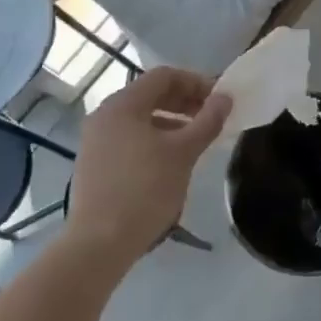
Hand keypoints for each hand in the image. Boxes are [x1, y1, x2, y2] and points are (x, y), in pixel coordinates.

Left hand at [67, 67, 229, 267]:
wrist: (99, 244)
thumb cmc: (145, 190)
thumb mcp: (184, 153)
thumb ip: (207, 121)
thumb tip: (225, 97)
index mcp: (123, 104)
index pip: (164, 76)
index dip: (196, 82)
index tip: (219, 100)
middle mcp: (104, 115)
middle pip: (150, 94)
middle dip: (184, 101)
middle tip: (211, 117)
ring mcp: (95, 140)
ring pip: (140, 118)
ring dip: (171, 121)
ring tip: (195, 140)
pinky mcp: (94, 163)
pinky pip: (129, 137)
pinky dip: (153, 138)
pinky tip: (171, 160)